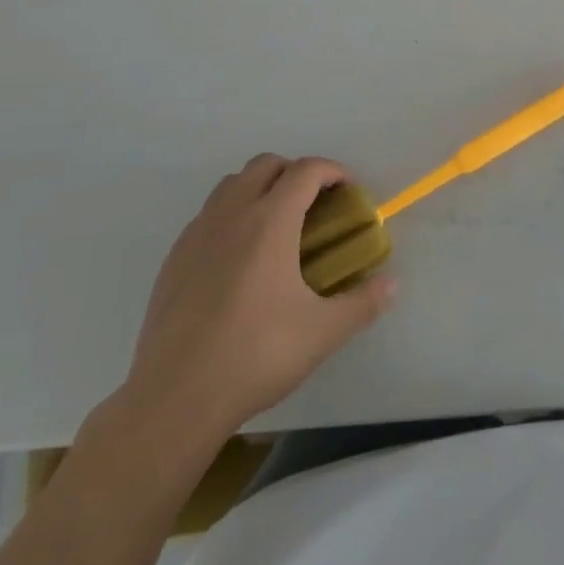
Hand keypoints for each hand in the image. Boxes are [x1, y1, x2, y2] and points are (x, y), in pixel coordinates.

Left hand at [117, 156, 395, 463]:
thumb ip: (363, 303)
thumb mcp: (324, 332)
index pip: (305, 170)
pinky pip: (207, 216)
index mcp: (270, 222)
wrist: (174, 399)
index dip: (332, 171)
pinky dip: (231, 217)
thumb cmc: (256, 355)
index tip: (348, 190)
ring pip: (230, 185)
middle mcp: (231, 216)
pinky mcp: (173, 261)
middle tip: (315, 204)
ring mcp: (196, 236)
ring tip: (278, 227)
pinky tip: (240, 260)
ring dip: (259, 189)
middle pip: (264, 165)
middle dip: (295, 172)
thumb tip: (390, 285)